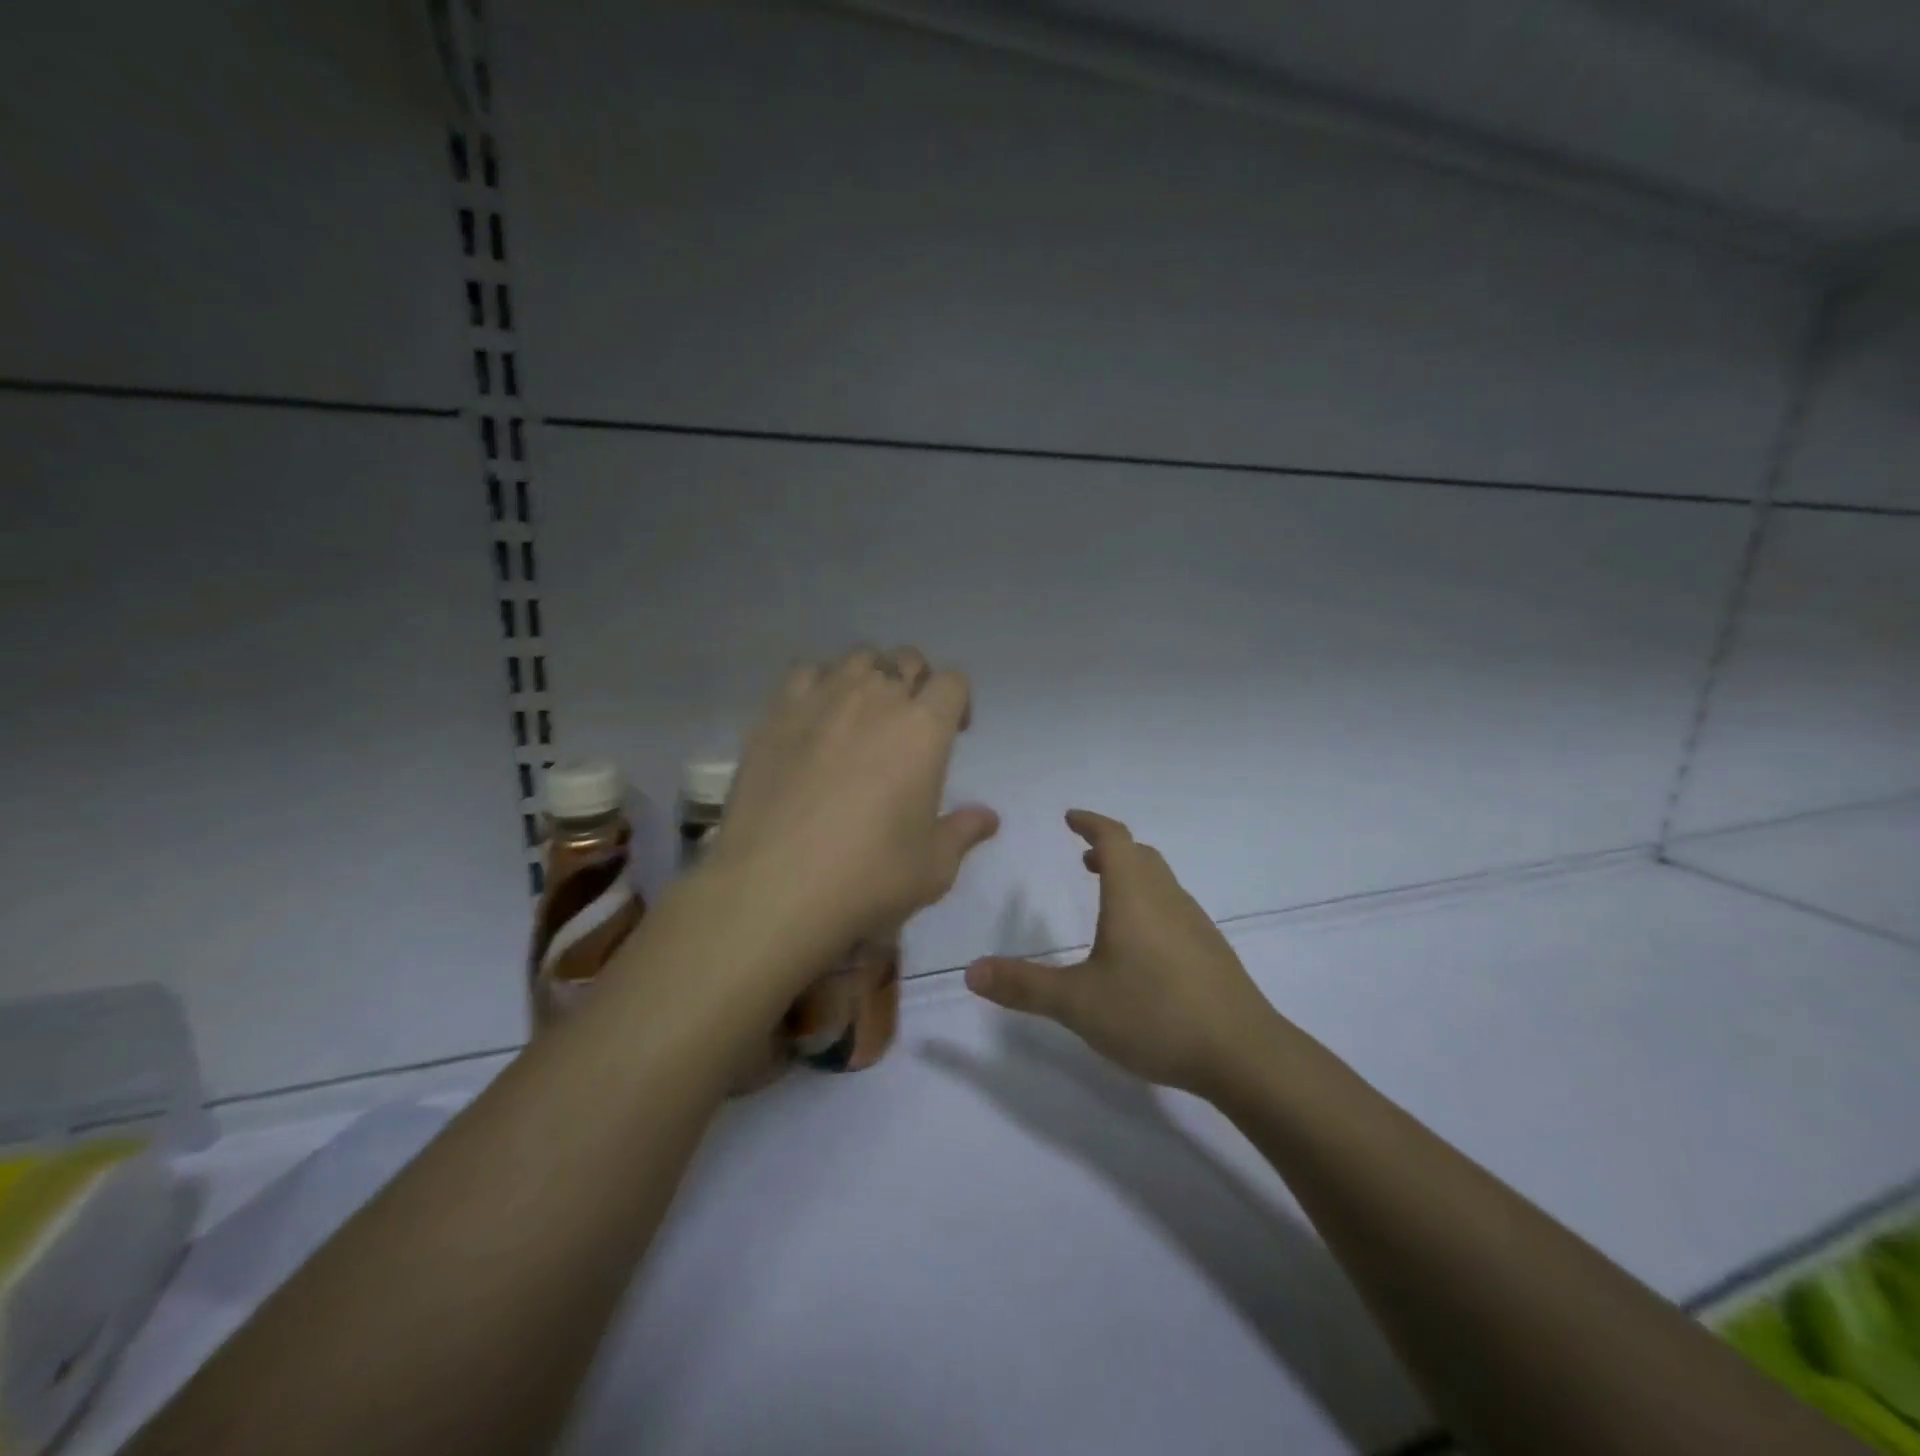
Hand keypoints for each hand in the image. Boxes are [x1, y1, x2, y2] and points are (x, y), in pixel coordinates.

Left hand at [706, 646, 999, 963]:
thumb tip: (988, 818)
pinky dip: (819, 683)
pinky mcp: (776, 713)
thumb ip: (962, 832)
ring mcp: (821, 699)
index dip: (957, 701)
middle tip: (908, 723)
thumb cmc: (868, 876)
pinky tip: (815, 718)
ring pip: (856, 657)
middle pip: (906, 659)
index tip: (952, 733)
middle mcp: (875, 698)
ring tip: (861, 713)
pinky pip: (805, 672)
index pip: (952, 682)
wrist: (774, 887)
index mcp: (923, 728)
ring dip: (869, 676)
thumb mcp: (932, 867)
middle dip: (915, 682)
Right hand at [964, 810, 1278, 1097]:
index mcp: (1134, 895)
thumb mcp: (1078, 1003)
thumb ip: (1024, 986)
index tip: (1070, 817)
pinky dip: (1149, 904)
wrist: (1243, 1054)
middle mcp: (1167, 898)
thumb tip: (971, 971)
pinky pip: (1174, 909)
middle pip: (1141, 856)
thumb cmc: (1155, 1014)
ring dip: (1132, 877)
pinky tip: (1140, 946)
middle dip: (1111, 850)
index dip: (1091, 823)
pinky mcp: (1210, 952)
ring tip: (1107, 898)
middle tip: (1084, 859)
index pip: (1114, 839)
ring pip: (1161, 882)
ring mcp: (1194, 924)